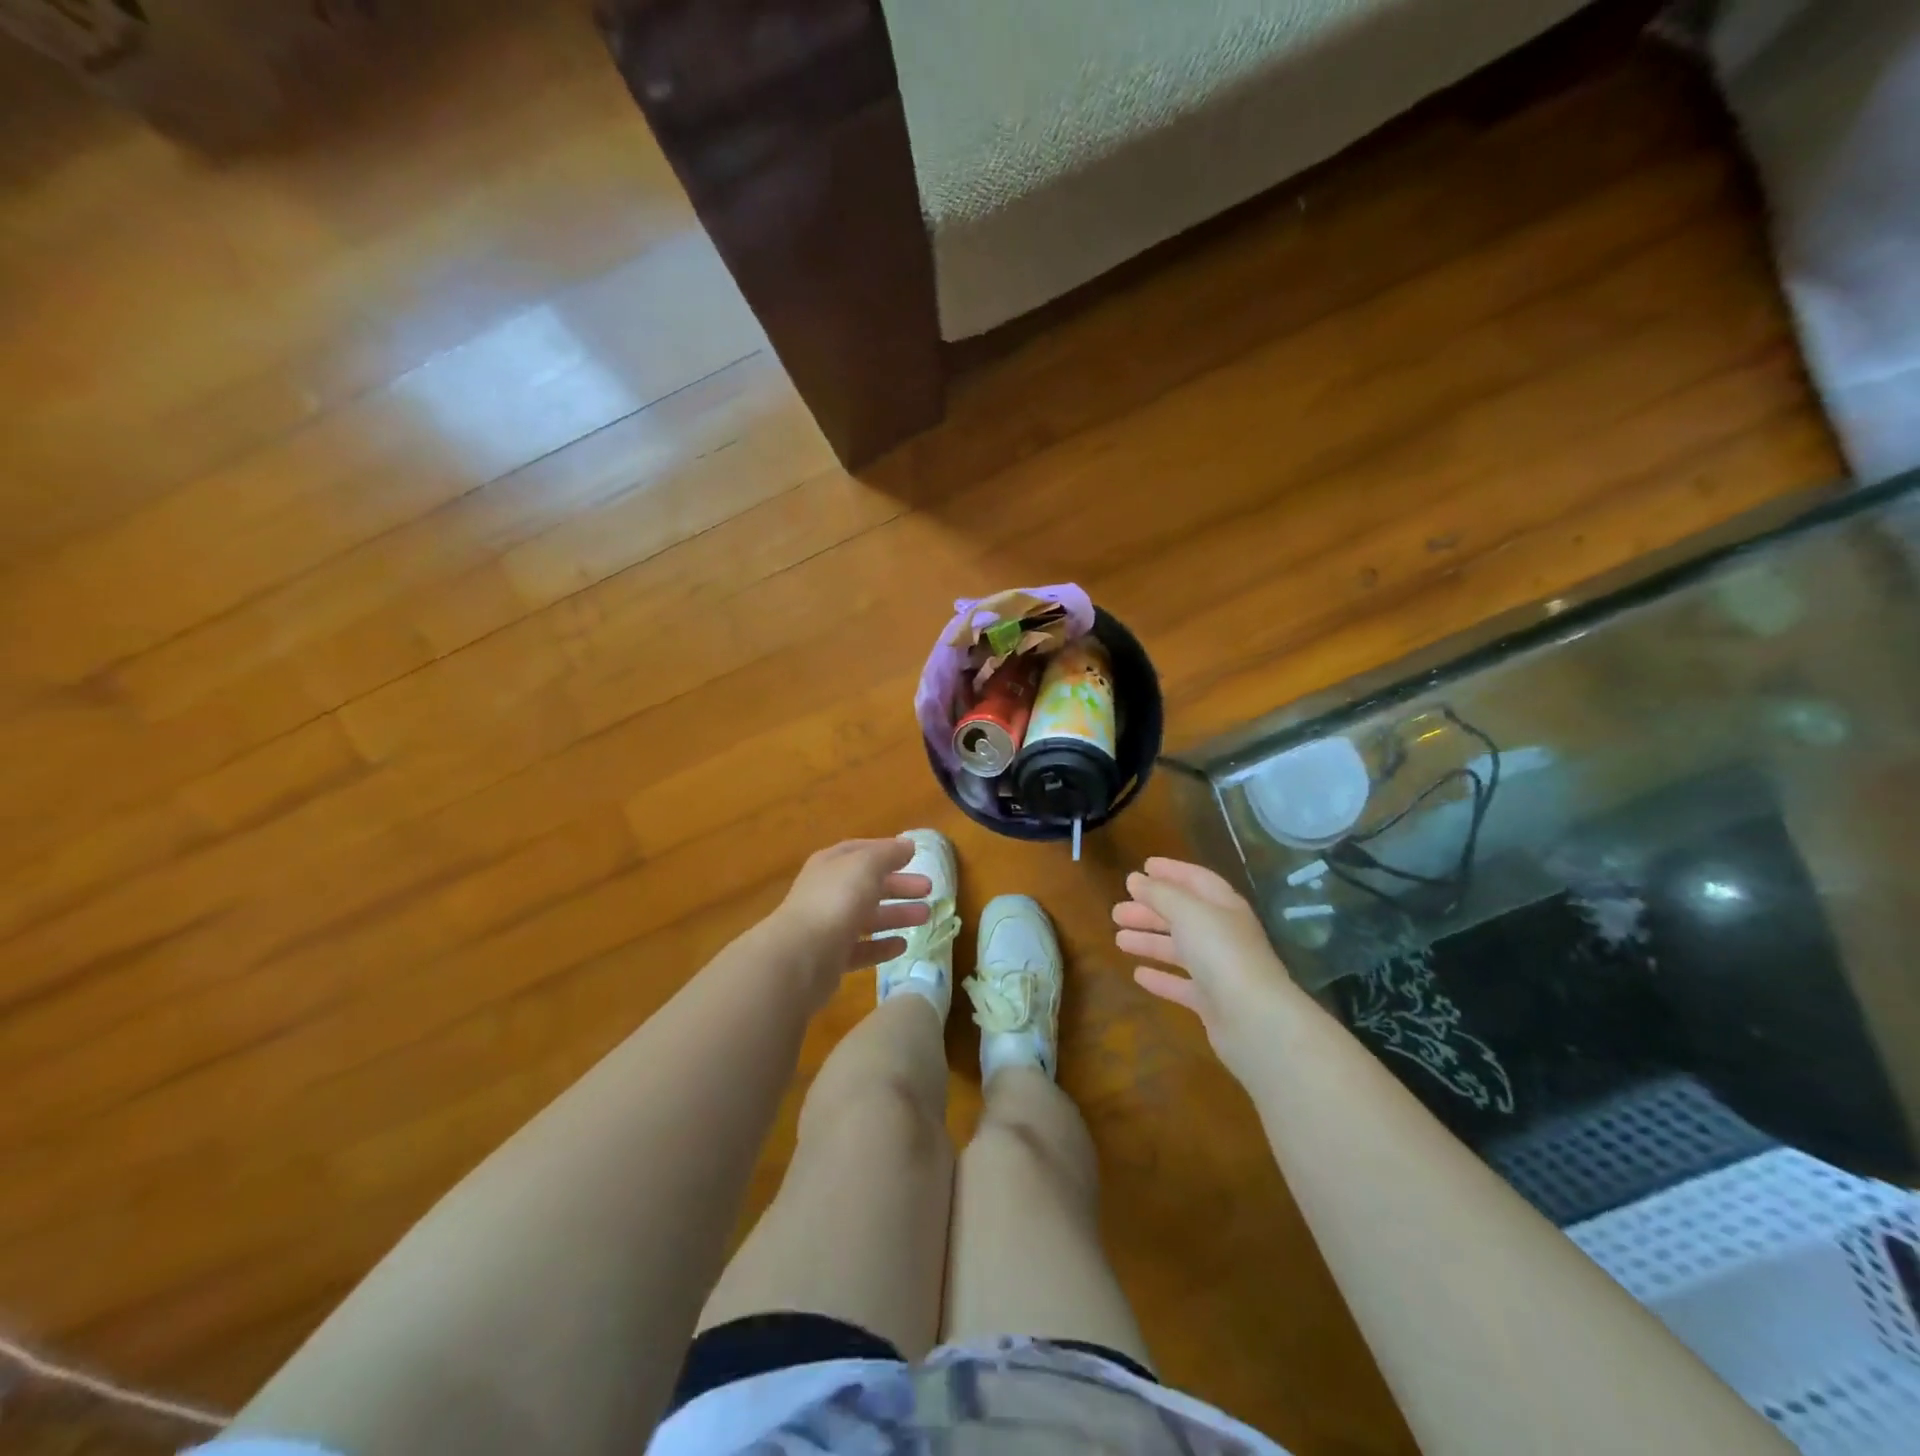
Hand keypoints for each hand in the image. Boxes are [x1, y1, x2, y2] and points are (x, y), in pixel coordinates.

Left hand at [773, 839, 932, 1004]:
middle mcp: (827, 892)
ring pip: (868, 917)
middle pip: (868, 884)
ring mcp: (828, 926)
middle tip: (929, 889)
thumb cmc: (836, 899)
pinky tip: (903, 946)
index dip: (886, 851)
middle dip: (898, 885)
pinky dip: (882, 946)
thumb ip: (888, 853)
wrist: (802, 955)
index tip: (912, 856)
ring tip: (926, 916)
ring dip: (897, 914)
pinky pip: (862, 949)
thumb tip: (907, 844)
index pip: (860, 851)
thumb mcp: (866, 865)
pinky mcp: (831, 958)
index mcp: (830, 864)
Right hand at [1113, 857, 1305, 1079]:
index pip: (1197, 880)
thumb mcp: (1188, 912)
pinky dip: (1160, 977)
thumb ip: (1160, 894)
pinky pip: (1181, 984)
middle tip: (1117, 912)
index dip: (1171, 871)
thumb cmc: (1221, 953)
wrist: (1254, 1020)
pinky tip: (1138, 974)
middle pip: (1182, 916)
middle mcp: (1223, 935)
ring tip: (1118, 940)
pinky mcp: (1211, 1002)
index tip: (1143, 867)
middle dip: (1150, 911)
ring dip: (1149, 942)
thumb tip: (1135, 879)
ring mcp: (1219, 970)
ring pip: (1178, 949)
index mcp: (1224, 907)